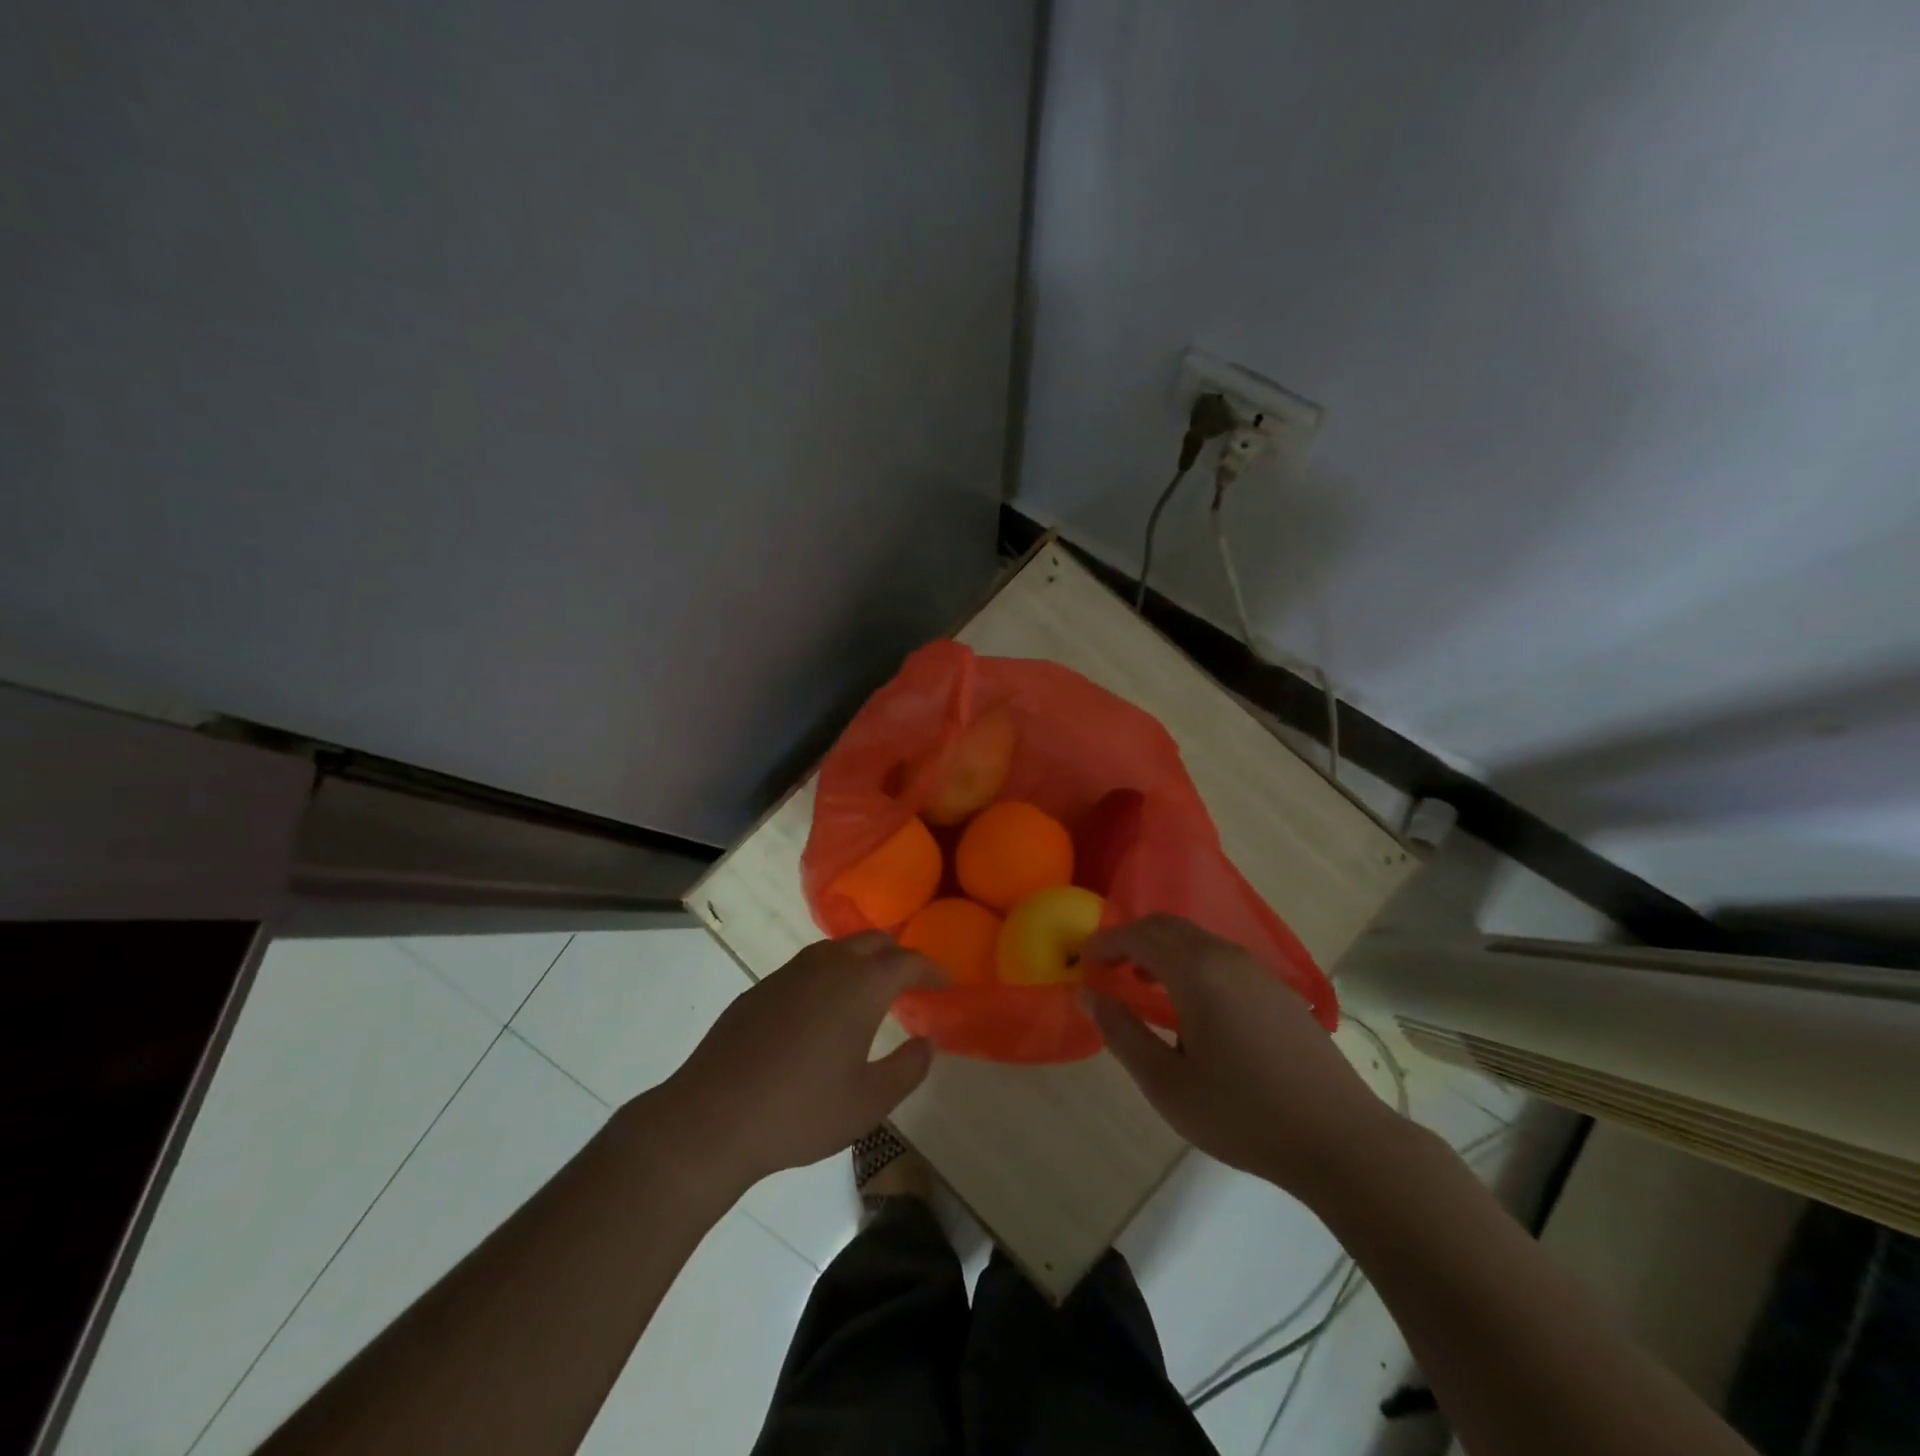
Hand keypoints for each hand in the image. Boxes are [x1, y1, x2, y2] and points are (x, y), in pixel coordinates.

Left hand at [658, 933, 942, 1189]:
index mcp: (861, 985)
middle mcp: (828, 965)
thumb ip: (908, 1068)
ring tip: (869, 993)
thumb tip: (927, 1042)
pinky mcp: (760, 988)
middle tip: (910, 984)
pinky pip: (807, 967)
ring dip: (861, 961)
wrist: (712, 1117)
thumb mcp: (869, 1102)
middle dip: (898, 956)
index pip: (908, 960)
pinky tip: (821, 1011)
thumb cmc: (801, 1111)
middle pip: (873, 942)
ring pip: (837, 949)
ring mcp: (789, 972)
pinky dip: (829, 975)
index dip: (931, 969)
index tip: (945, 983)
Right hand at [1082, 914, 1391, 1196]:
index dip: (1105, 943)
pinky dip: (1190, 962)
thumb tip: (1088, 995)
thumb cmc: (1243, 1114)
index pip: (1139, 935)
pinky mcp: (1278, 989)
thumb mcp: (1167, 1084)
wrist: (1340, 1139)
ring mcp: (1258, 970)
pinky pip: (1220, 956)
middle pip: (1167, 926)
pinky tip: (1191, 1005)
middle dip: (1131, 939)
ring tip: (1142, 986)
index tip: (1083, 963)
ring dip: (1161, 950)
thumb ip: (1122, 1034)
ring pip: (1196, 939)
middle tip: (1107, 969)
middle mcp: (1227, 957)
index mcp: (1198, 972)